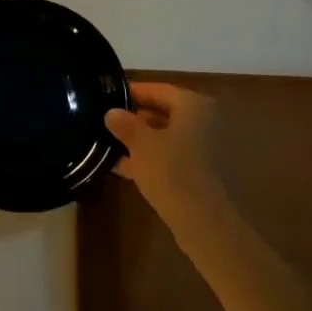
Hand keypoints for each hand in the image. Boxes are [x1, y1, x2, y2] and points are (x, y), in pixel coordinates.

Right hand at [105, 82, 229, 224]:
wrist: (203, 221)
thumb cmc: (171, 171)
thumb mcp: (140, 144)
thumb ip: (125, 124)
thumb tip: (112, 112)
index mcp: (193, 105)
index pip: (158, 89)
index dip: (132, 92)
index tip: (108, 97)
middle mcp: (204, 120)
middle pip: (163, 112)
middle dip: (135, 117)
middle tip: (106, 121)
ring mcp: (205, 146)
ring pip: (166, 135)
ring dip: (140, 139)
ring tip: (110, 144)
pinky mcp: (201, 169)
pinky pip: (172, 154)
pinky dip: (151, 157)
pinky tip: (124, 166)